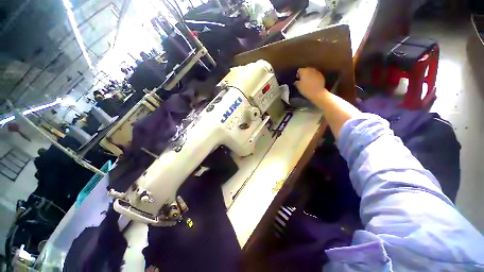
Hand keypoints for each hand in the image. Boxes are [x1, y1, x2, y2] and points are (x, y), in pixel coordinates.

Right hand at [294, 67, 327, 101]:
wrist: (317, 93)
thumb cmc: (306, 89)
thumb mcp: (298, 86)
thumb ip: (296, 82)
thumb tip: (296, 81)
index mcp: (304, 71)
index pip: (299, 70)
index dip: (298, 74)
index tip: (297, 79)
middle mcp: (311, 69)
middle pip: (306, 70)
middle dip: (304, 74)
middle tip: (302, 80)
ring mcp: (317, 72)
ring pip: (311, 72)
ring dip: (309, 75)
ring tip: (308, 81)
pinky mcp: (321, 76)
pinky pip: (316, 75)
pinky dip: (314, 77)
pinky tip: (313, 83)